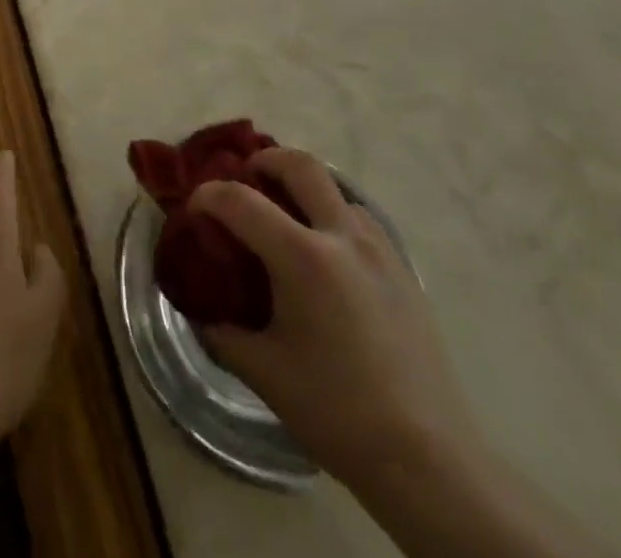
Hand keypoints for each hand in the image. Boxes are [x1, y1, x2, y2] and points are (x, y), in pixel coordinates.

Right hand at [190, 148, 482, 502]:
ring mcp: (380, 250)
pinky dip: (333, 216)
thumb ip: (222, 331)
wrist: (428, 459)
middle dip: (265, 161)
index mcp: (303, 258)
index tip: (193, 208)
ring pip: (336, 189)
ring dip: (304, 188)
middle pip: (300, 165)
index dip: (208, 196)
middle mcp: (342, 238)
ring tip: (285, 219)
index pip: (240, 200)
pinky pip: (361, 220)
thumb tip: (200, 309)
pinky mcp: (403, 270)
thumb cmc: (336, 412)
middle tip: (246, 178)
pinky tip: (326, 255)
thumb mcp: (263, 372)